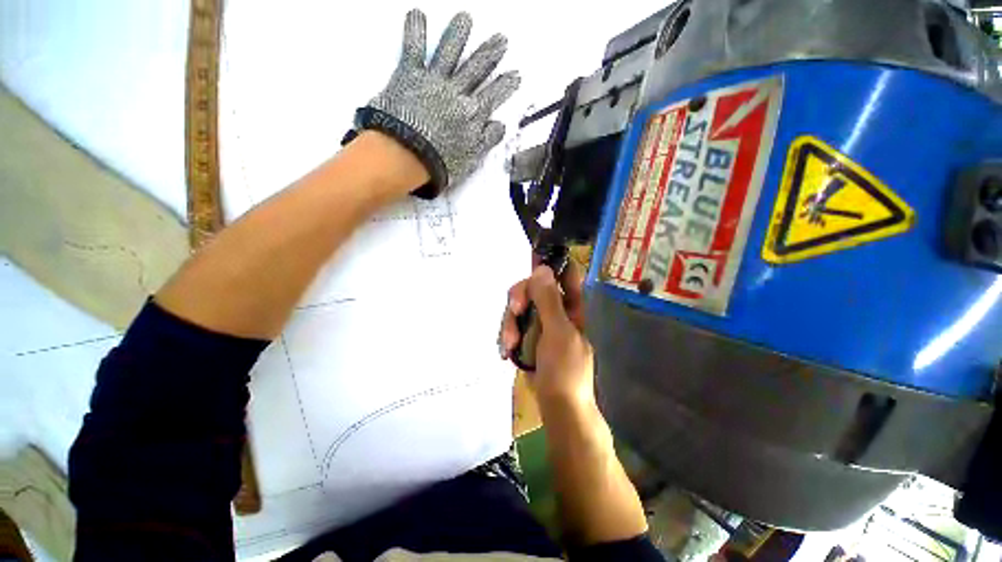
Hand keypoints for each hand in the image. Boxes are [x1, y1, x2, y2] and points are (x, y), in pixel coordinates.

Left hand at [356, 10, 520, 197]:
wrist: (408, 155)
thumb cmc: (439, 162)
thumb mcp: (471, 159)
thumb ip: (487, 140)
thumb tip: (499, 126)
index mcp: (472, 115)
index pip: (493, 96)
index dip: (505, 85)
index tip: (515, 75)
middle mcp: (457, 93)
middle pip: (477, 69)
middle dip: (490, 54)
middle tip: (500, 39)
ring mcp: (434, 81)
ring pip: (450, 52)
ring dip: (459, 34)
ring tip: (465, 19)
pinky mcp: (409, 75)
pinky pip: (413, 48)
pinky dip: (415, 30)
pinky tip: (417, 14)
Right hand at [499, 262, 594, 407]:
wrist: (557, 406)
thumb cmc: (565, 370)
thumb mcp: (558, 333)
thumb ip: (549, 301)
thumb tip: (541, 269)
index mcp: (571, 305)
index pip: (565, 273)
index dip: (551, 261)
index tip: (531, 255)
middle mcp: (555, 309)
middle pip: (532, 286)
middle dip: (519, 298)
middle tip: (514, 311)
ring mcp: (539, 323)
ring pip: (518, 306)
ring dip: (509, 323)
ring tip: (508, 344)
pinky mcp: (526, 335)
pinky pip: (511, 324)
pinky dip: (506, 334)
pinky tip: (506, 350)